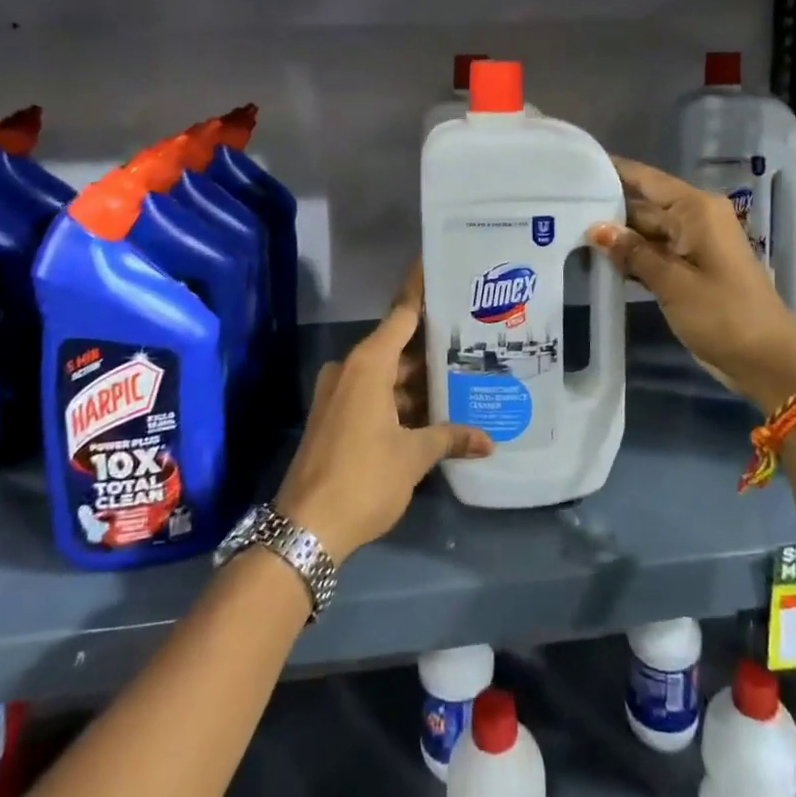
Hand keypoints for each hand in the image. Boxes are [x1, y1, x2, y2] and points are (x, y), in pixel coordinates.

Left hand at [274, 263, 492, 559]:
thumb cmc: (364, 478)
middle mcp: (351, 369)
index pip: (403, 313)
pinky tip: (434, 409)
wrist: (305, 529)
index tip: (442, 267)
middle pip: (398, 346)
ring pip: (387, 374)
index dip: (423, 291)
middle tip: (473, 336)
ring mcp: (340, 394)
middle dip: (432, 346)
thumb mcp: (414, 457)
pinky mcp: (336, 417)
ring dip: (418, 379)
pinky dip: (401, 399)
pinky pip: (374, 394)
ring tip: (462, 375)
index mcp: (368, 363)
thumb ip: (451, 438)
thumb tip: (490, 440)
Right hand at [589, 156, 795, 412]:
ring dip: (616, 237)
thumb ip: (633, 253)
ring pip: (646, 231)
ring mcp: (693, 245)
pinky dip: (632, 258)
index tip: (576, 166)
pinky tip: (599, 262)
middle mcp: (694, 218)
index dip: (613, 171)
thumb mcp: (673, 283)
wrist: (768, 362)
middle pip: (643, 205)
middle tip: (559, 208)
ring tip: (568, 232)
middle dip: (607, 209)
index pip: (646, 179)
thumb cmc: (724, 315)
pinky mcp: (690, 270)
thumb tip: (596, 228)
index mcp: (696, 209)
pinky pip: (655, 253)